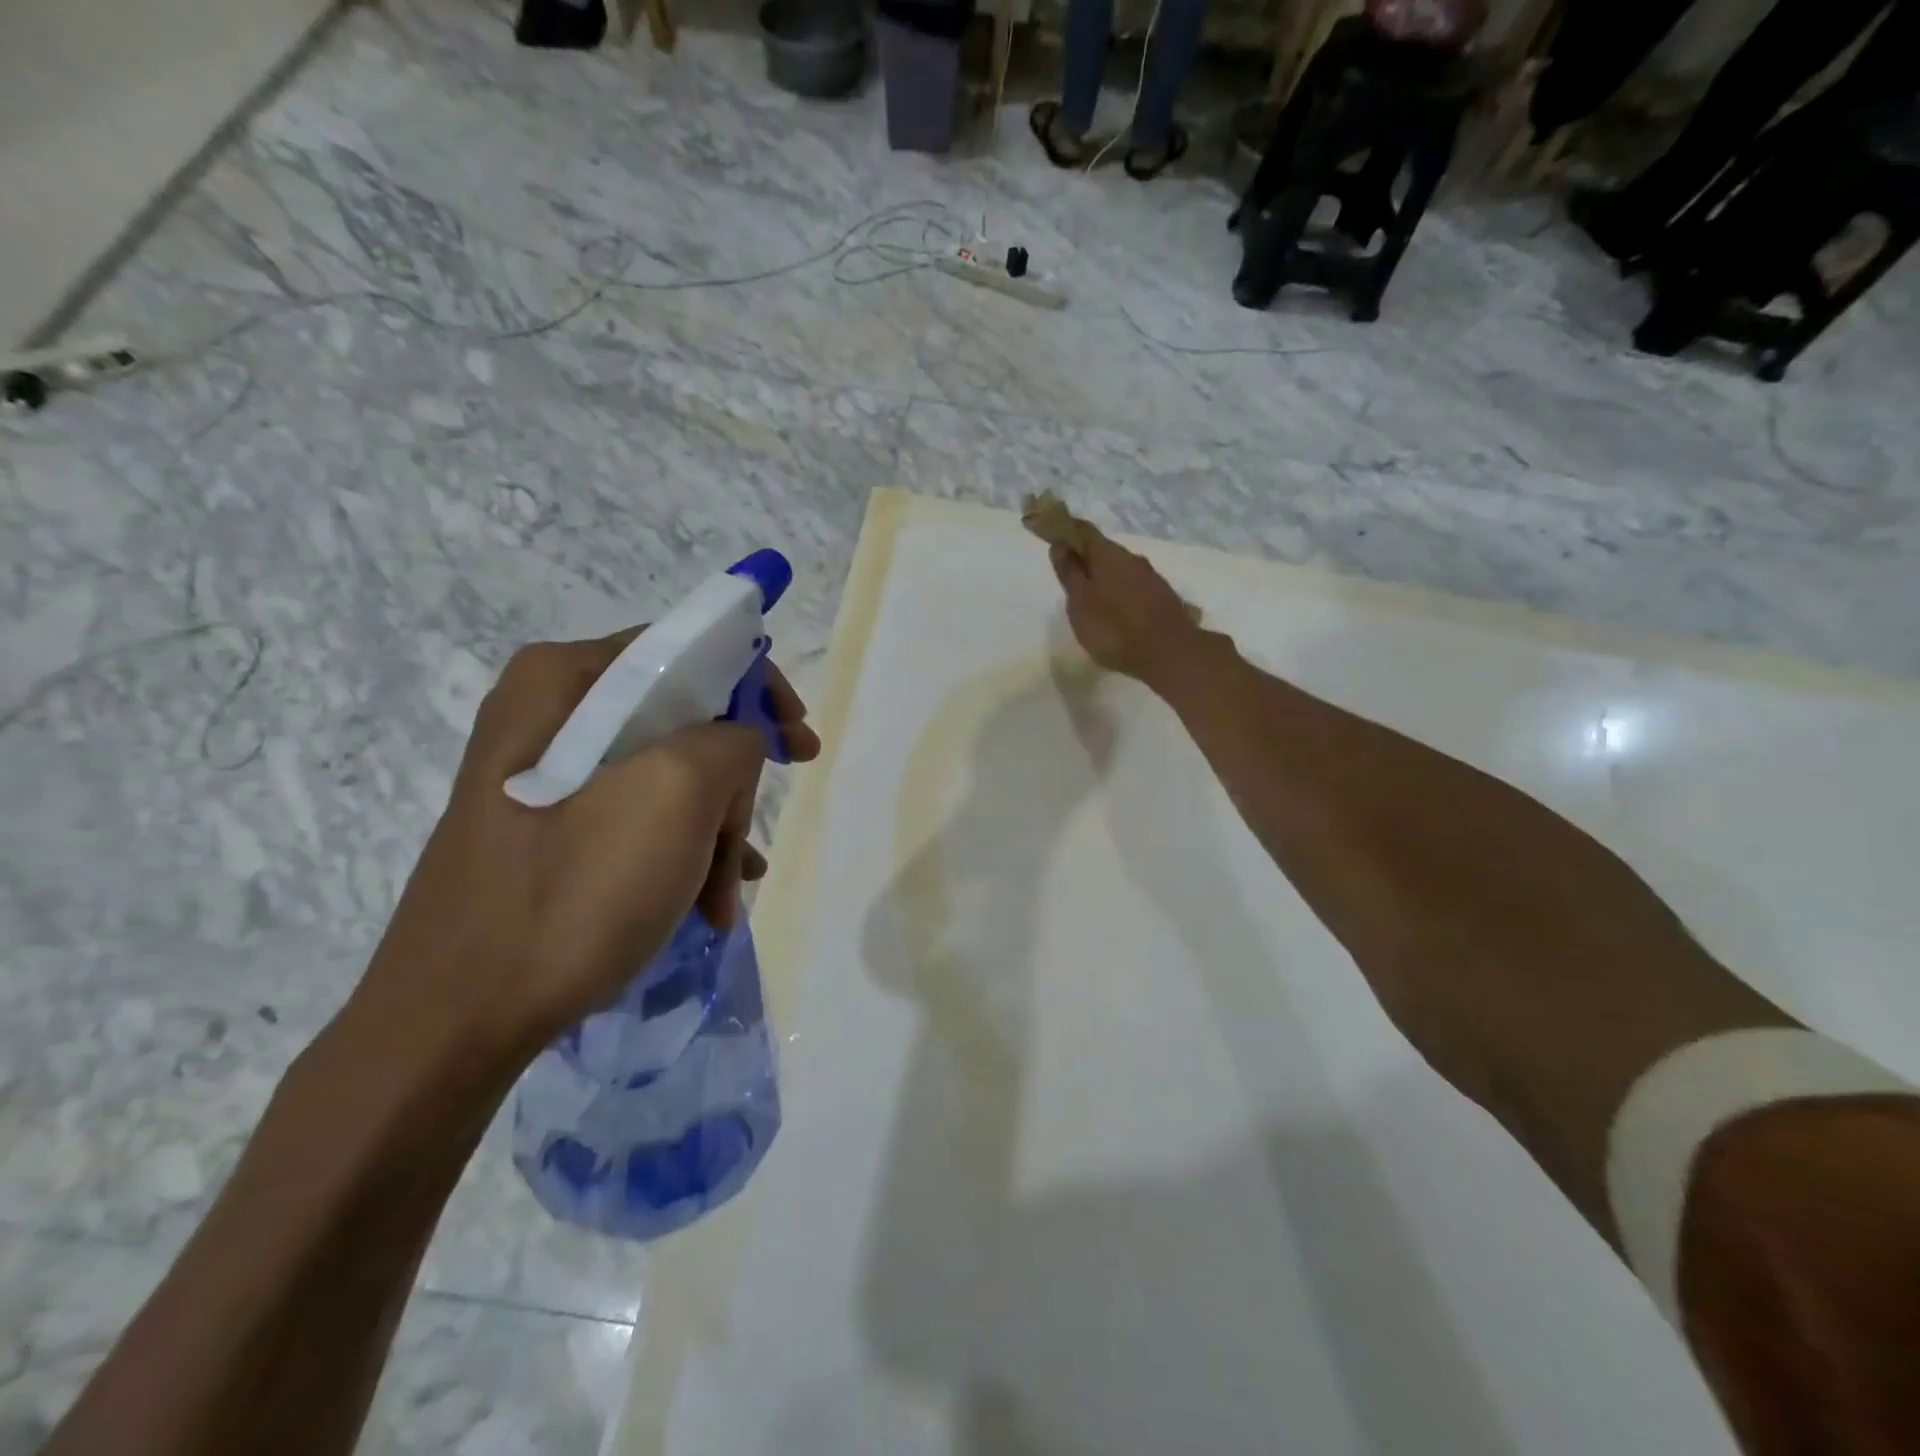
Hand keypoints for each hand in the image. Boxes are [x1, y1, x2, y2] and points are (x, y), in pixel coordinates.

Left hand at [352, 628, 820, 1067]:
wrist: (455, 1022)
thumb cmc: (572, 893)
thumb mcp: (675, 795)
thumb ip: (730, 741)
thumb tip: (737, 746)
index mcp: (564, 681)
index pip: (687, 651)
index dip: (757, 690)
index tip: (799, 741)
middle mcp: (549, 715)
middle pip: (682, 721)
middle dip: (731, 784)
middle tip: (752, 840)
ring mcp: (545, 776)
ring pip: (667, 776)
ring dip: (711, 830)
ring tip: (725, 893)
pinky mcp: (548, 829)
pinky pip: (638, 817)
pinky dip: (680, 853)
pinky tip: (704, 903)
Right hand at [1048, 526, 1203, 684]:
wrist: (1168, 653)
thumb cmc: (1113, 628)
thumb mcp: (1080, 602)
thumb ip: (1069, 573)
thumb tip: (1060, 545)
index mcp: (1107, 555)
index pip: (1084, 531)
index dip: (1067, 532)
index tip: (1054, 539)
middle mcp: (1132, 558)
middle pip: (1104, 550)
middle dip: (1086, 558)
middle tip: (1070, 577)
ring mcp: (1151, 577)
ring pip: (1121, 569)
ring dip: (1106, 577)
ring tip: (1093, 598)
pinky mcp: (1163, 597)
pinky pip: (1135, 586)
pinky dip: (1122, 592)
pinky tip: (1118, 611)